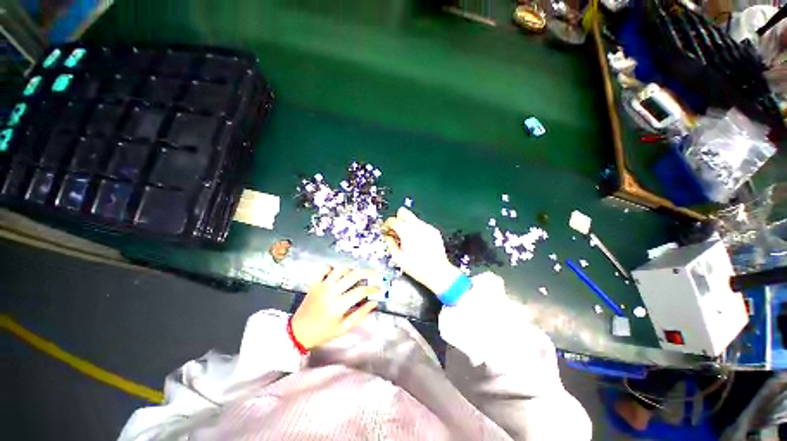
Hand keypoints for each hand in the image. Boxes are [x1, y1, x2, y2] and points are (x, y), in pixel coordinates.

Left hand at [291, 267, 379, 349]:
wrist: (297, 333)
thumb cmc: (322, 333)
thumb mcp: (343, 328)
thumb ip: (360, 314)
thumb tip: (374, 303)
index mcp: (338, 305)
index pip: (360, 291)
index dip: (372, 289)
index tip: (379, 289)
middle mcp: (331, 292)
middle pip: (353, 275)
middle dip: (368, 272)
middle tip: (375, 273)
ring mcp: (321, 286)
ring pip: (340, 269)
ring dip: (350, 270)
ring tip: (355, 276)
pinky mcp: (314, 283)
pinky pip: (324, 269)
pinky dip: (332, 268)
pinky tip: (337, 274)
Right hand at [383, 207, 460, 293]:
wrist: (438, 271)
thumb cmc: (416, 267)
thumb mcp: (398, 257)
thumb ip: (390, 243)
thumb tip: (387, 236)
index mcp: (407, 231)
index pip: (393, 220)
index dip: (387, 224)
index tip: (385, 230)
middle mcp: (417, 226)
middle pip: (403, 212)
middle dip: (397, 219)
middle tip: (396, 231)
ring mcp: (427, 227)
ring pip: (413, 219)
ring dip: (407, 225)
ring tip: (407, 239)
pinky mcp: (434, 231)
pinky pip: (422, 225)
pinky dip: (417, 230)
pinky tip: (418, 242)